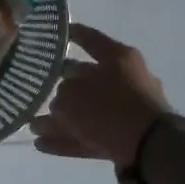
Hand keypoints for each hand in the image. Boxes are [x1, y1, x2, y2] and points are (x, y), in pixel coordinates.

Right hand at [35, 23, 170, 174]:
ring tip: (33, 124)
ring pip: (86, 110)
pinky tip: (42, 144)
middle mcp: (124, 80)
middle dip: (60, 87)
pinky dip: (68, 138)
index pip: (89, 39)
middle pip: (85, 79)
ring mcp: (125, 111)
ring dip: (60, 118)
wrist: (152, 150)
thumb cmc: (111, 108)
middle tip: (36, 90)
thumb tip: (60, 102)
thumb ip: (61, 94)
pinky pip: (90, 134)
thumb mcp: (74, 95)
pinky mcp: (124, 138)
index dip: (71, 34)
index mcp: (118, 58)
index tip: (52, 35)